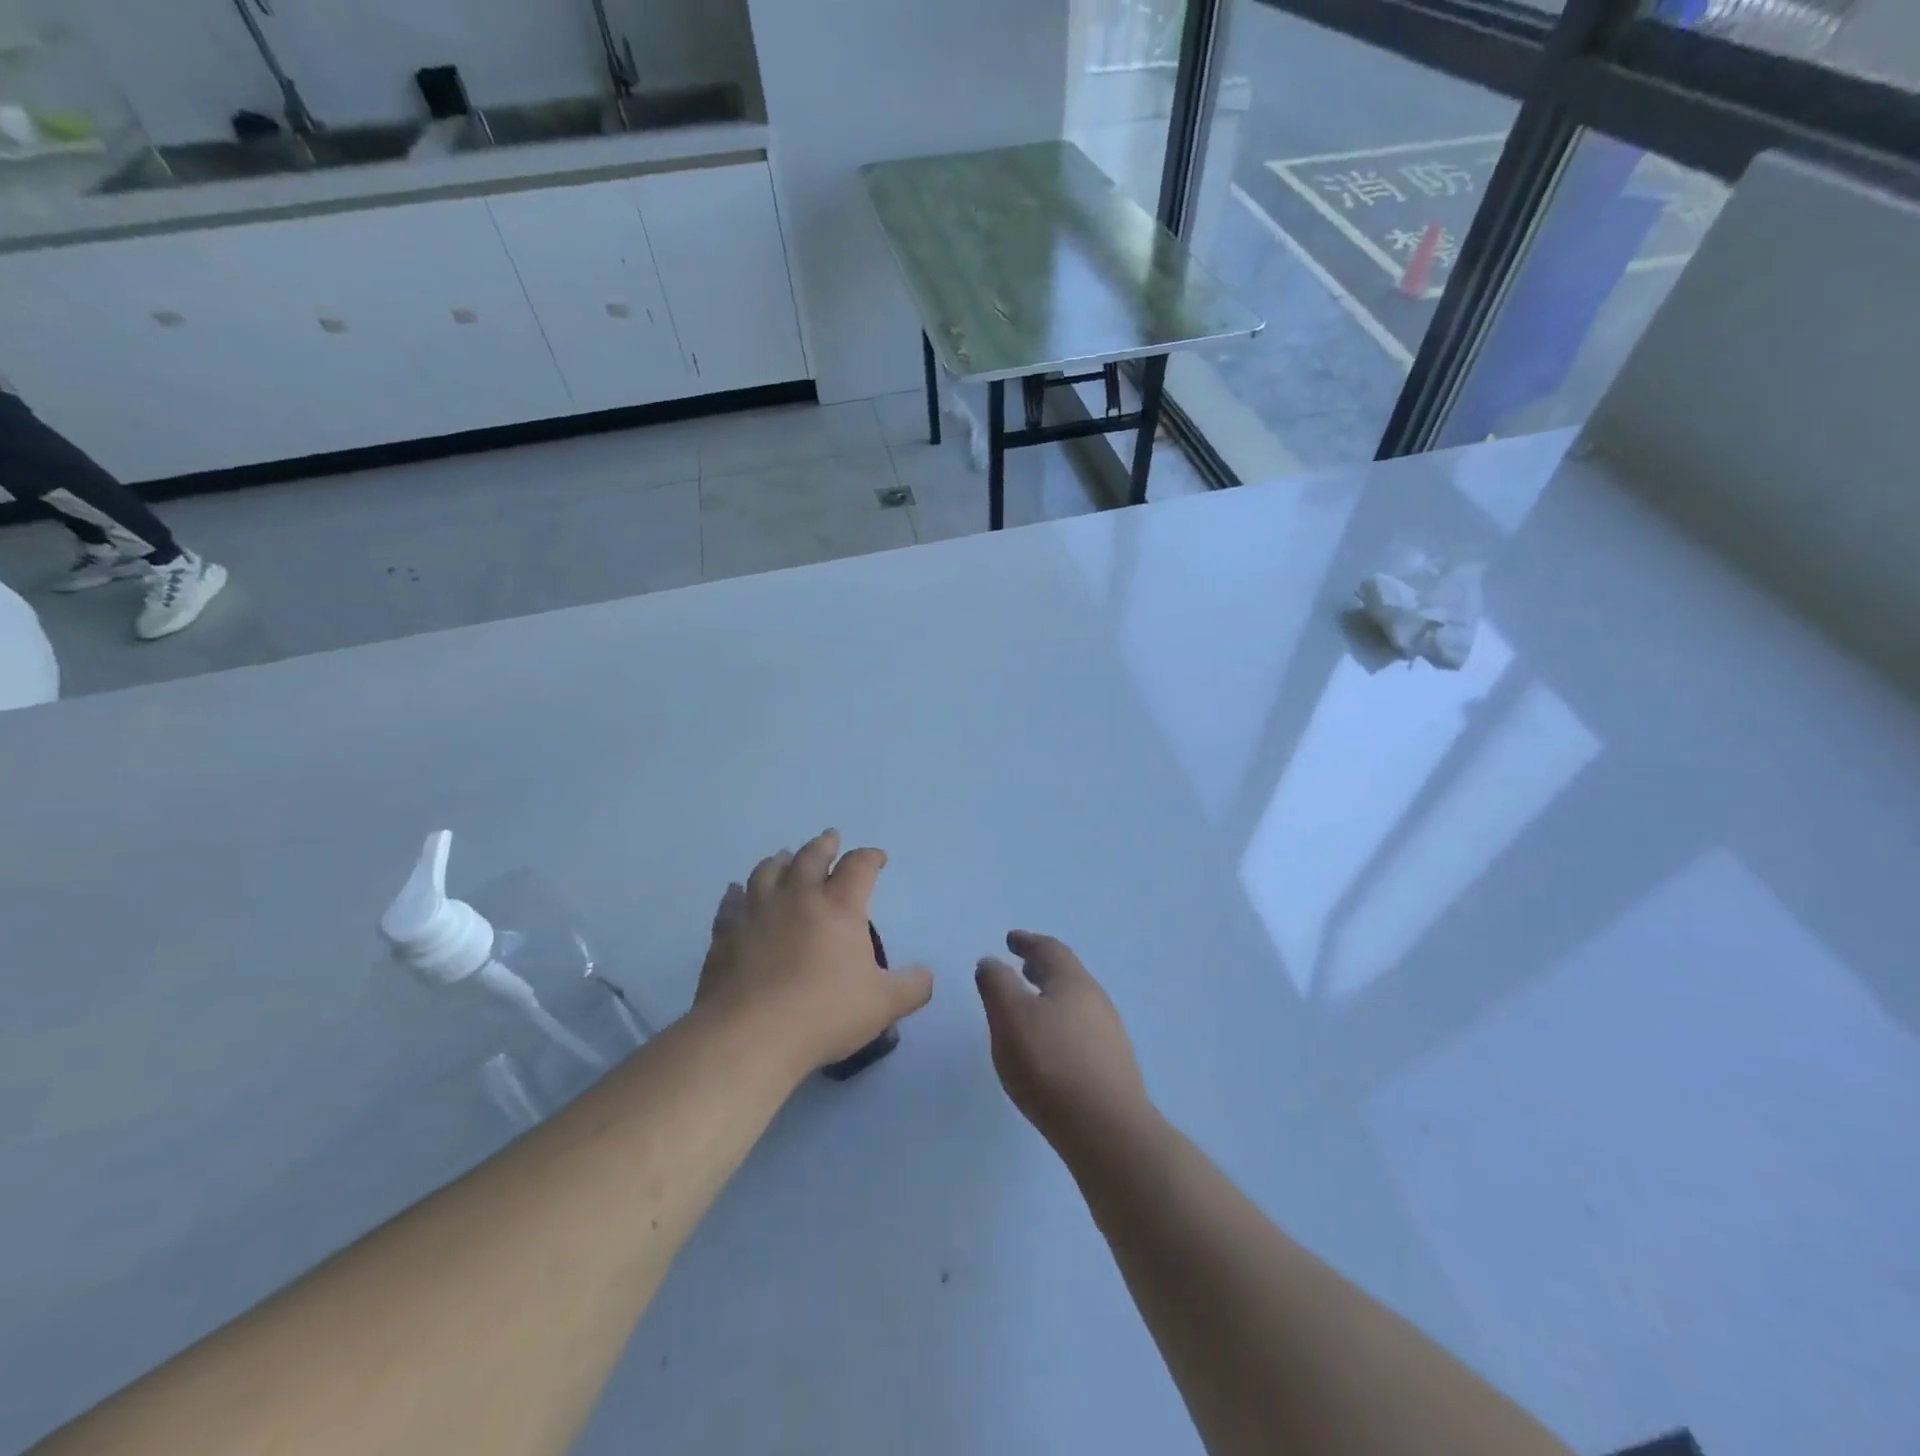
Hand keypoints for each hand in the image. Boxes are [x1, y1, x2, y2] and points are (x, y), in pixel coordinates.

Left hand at [694, 830, 932, 1077]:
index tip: (878, 858)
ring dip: (781, 860)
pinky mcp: (726, 933)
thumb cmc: (824, 1014)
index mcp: (839, 906)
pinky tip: (736, 892)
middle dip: (824, 845)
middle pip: (811, 856)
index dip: (870, 857)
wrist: (750, 1035)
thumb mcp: (883, 1005)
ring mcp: (756, 911)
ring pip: (768, 871)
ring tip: (785, 857)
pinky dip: (737, 893)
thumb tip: (926, 975)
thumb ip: (912, 987)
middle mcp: (797, 897)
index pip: (859, 866)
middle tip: (830, 839)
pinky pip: (731, 902)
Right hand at [975, 932, 1152, 1156]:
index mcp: (1072, 981)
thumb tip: (991, 962)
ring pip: (1075, 1004)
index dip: (1028, 942)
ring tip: (1030, 1009)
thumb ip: (996, 984)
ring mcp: (1109, 1035)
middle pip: (1067, 975)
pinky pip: (1080, 1032)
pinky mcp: (1112, 1067)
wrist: (1107, 1131)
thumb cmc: (1050, 1064)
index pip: (1049, 949)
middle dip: (1042, 969)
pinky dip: (1060, 1025)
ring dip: (1051, 998)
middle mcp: (1096, 1001)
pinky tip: (1049, 1048)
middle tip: (1021, 968)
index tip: (1011, 939)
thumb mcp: (1010, 1016)